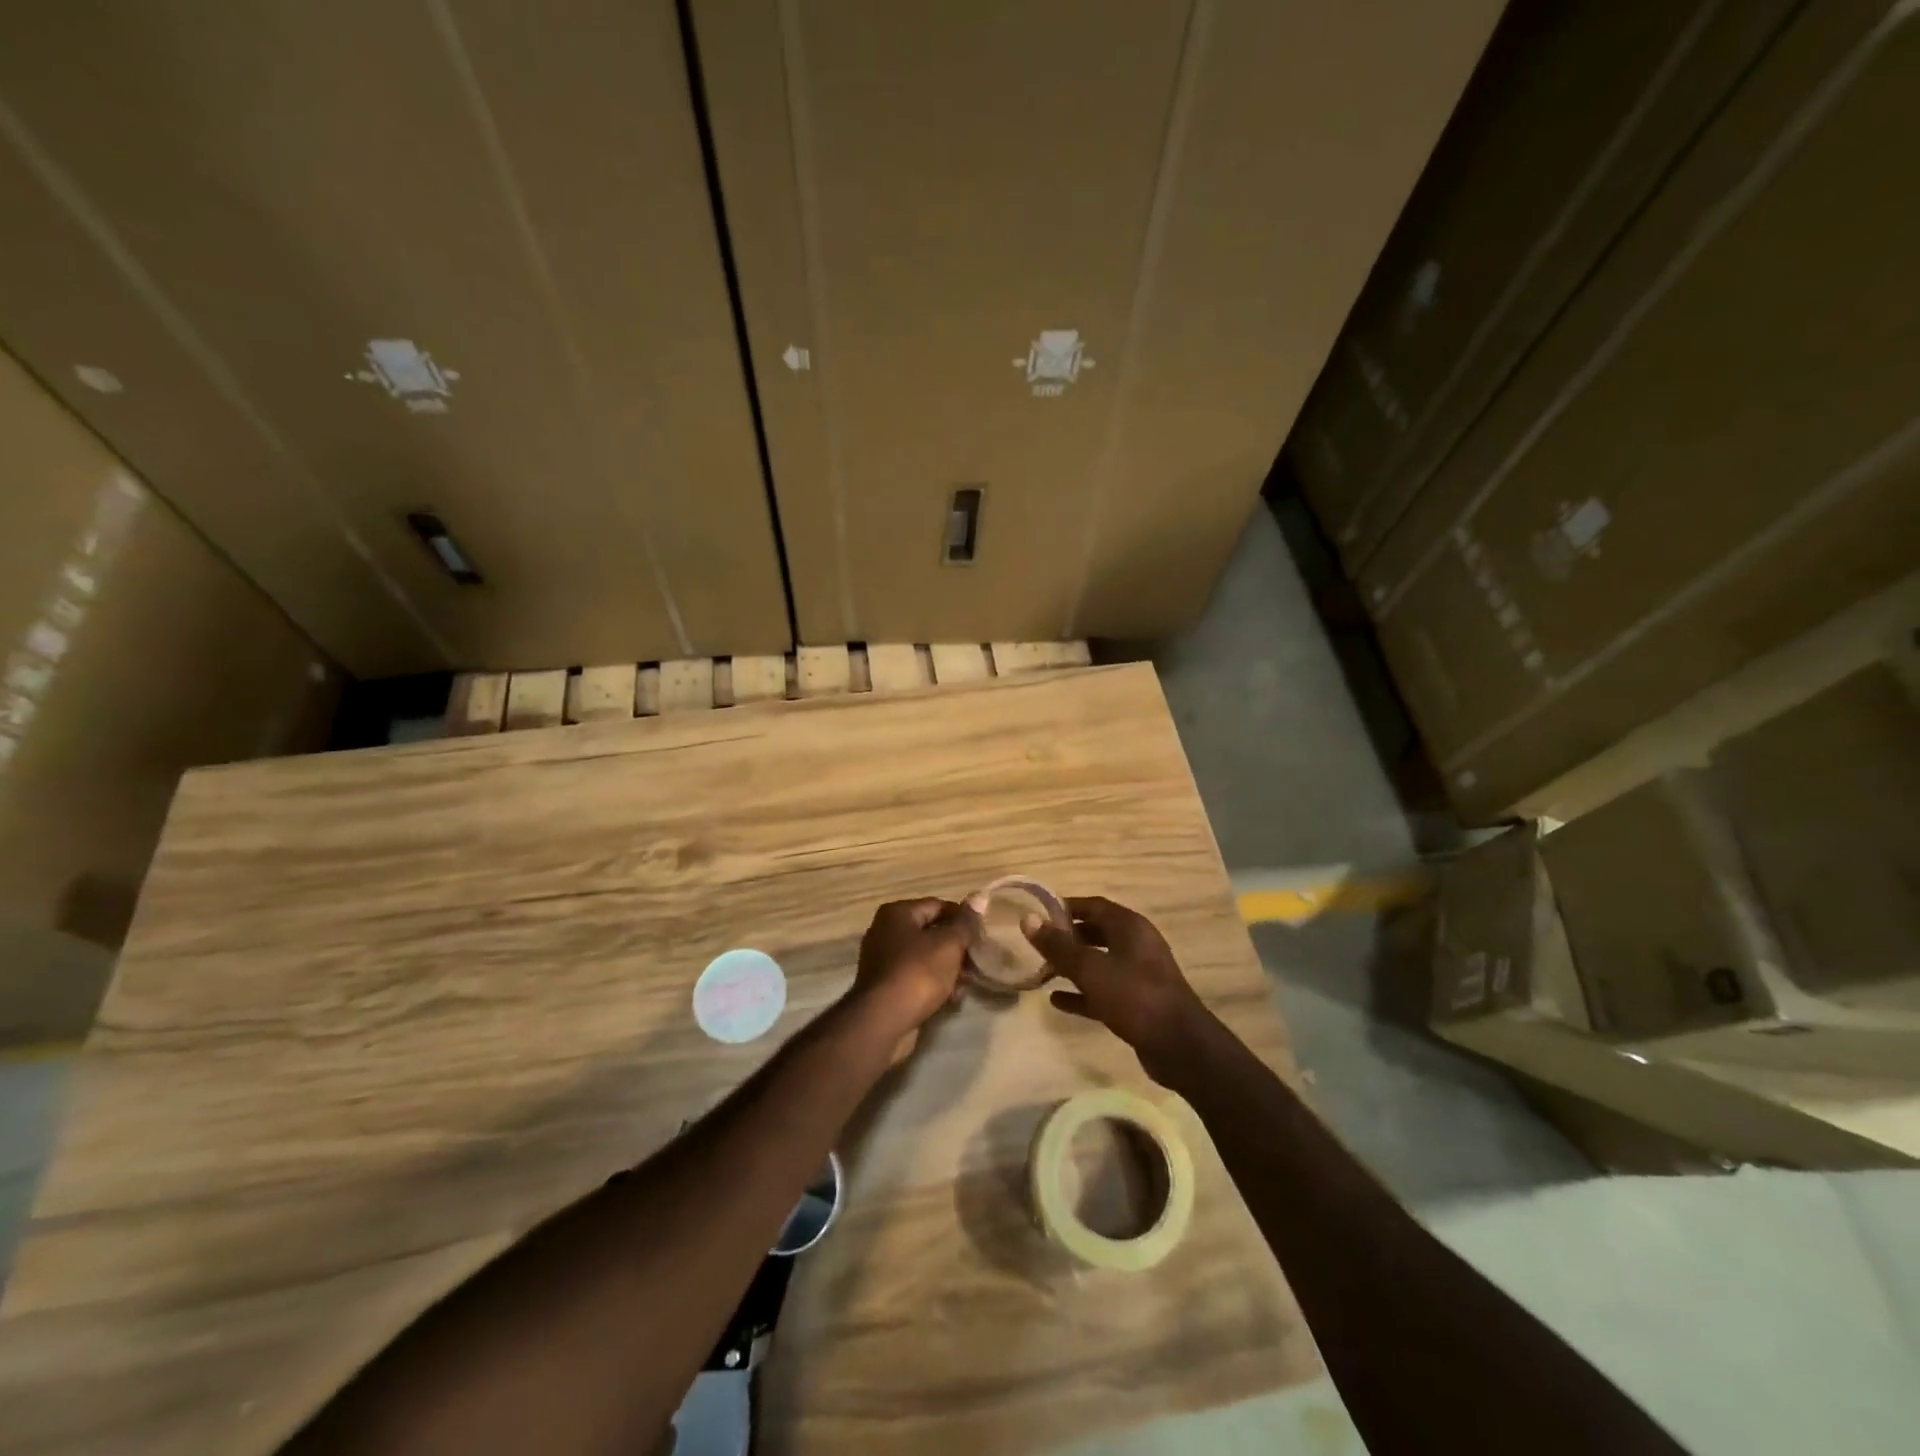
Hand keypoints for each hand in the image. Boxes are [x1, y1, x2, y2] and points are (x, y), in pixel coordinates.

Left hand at [849, 897, 973, 1042]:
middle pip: (931, 932)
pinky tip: (951, 999)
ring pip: (925, 957)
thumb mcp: (949, 944)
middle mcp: (885, 931)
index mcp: (897, 913)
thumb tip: (979, 896)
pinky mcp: (885, 986)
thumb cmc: (917, 973)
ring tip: (966, 984)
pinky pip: (915, 977)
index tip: (982, 937)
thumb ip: (965, 922)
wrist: (882, 1021)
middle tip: (978, 963)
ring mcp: (883, 960)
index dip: (963, 920)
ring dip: (948, 968)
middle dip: (957, 948)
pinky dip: (933, 984)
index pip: (939, 906)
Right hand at [1024, 896, 1216, 1084]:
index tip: (1038, 913)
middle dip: (1067, 937)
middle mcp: (1137, 945)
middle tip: (1038, 944)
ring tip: (1042, 971)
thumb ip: (1058, 946)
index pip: (1094, 905)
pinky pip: (1104, 990)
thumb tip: (1028, 919)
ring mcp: (1139, 974)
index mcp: (1130, 927)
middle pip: (1097, 932)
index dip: (1066, 907)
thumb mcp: (1090, 969)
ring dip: (1073, 966)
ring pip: (1100, 962)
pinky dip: (1082, 992)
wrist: (1179, 1046)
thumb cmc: (1134, 996)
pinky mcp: (1138, 1002)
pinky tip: (1057, 1000)